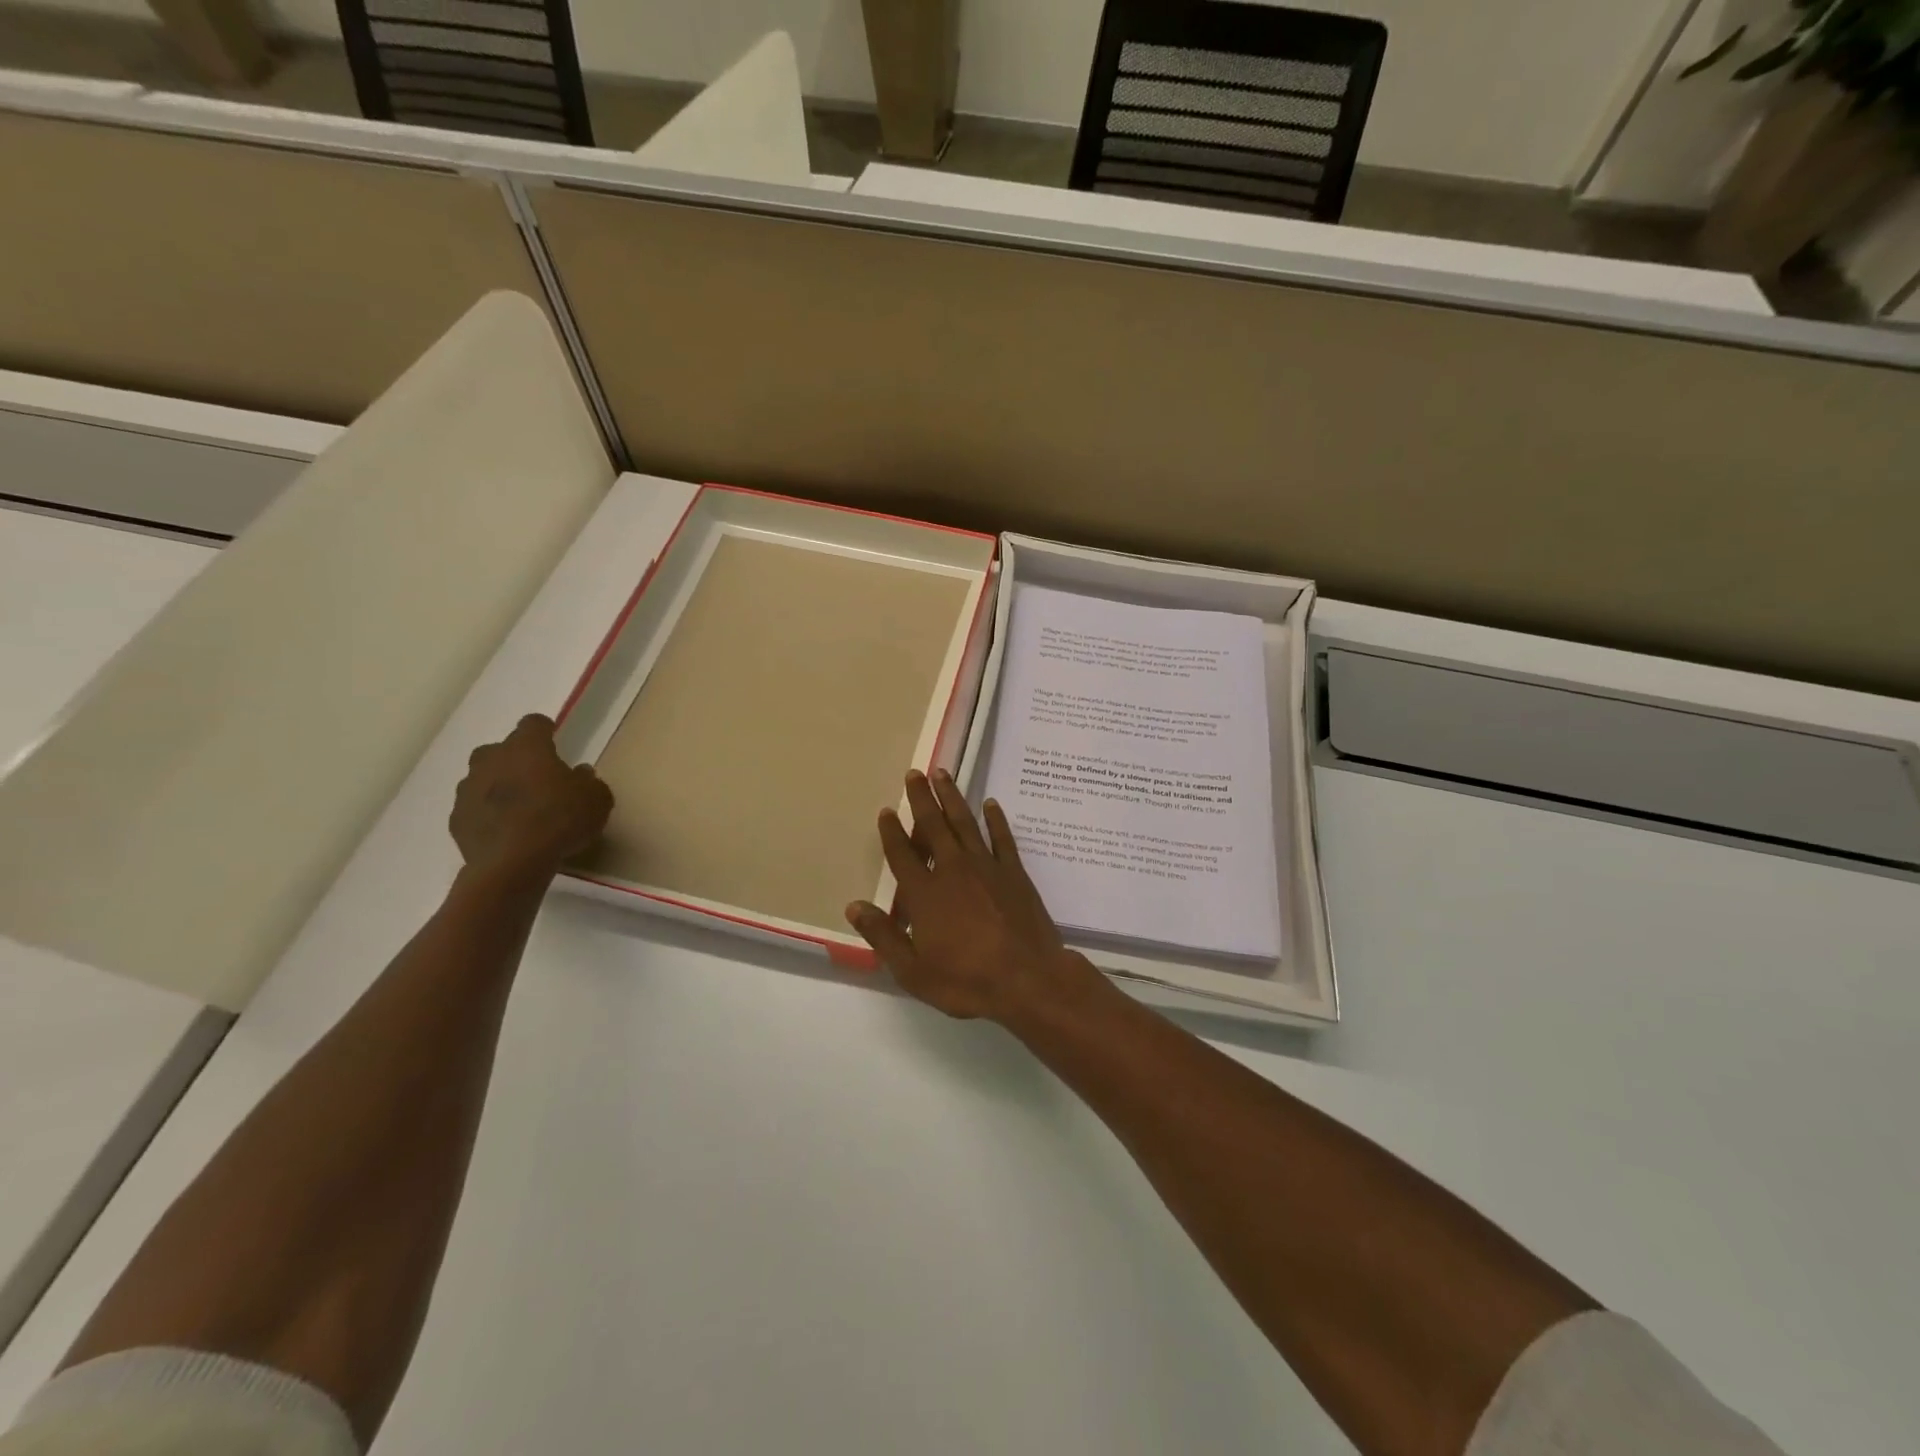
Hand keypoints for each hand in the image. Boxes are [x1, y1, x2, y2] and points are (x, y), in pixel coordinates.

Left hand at [450, 714, 613, 881]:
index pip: (533, 723)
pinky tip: (506, 831)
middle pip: (500, 749)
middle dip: (516, 759)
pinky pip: (474, 809)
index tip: (553, 738)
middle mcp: (492, 760)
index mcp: (527, 747)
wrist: (512, 864)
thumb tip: (580, 774)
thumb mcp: (596, 799)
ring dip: (498, 786)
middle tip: (537, 778)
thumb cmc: (560, 820)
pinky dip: (487, 814)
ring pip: (483, 779)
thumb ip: (589, 782)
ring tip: (520, 809)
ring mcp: (468, 790)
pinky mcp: (457, 819)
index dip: (544, 730)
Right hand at [845, 769, 1102, 1022]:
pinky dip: (995, 819)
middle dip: (921, 798)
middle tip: (914, 773)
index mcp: (924, 894)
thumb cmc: (967, 980)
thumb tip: (854, 906)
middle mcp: (953, 870)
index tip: (886, 811)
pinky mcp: (1014, 872)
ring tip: (943, 774)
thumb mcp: (913, 971)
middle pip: (933, 826)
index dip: (892, 832)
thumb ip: (883, 936)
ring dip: (952, 797)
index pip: (902, 855)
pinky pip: (1002, 837)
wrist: (1028, 980)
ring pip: (965, 823)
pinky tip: (990, 804)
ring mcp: (986, 867)